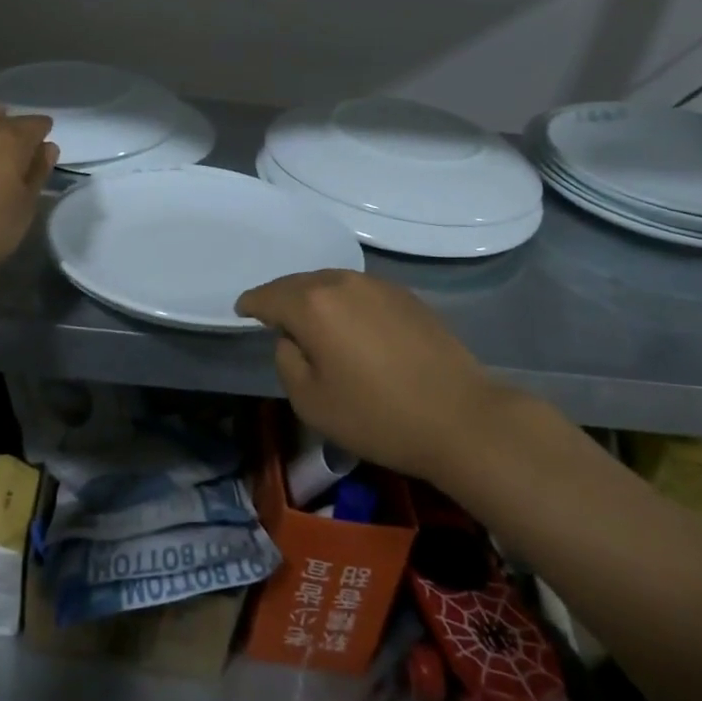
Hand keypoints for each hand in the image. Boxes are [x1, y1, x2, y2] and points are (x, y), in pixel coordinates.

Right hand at [236, 270, 524, 485]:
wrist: (460, 417)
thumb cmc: (377, 416)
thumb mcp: (311, 402)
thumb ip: (287, 361)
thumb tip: (292, 338)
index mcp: (312, 305)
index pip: (268, 296)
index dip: (251, 304)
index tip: (241, 310)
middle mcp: (342, 283)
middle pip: (299, 283)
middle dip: (282, 298)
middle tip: (272, 316)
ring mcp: (377, 285)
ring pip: (331, 283)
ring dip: (315, 298)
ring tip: (310, 320)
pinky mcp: (406, 296)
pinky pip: (359, 291)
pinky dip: (344, 302)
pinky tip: (350, 325)